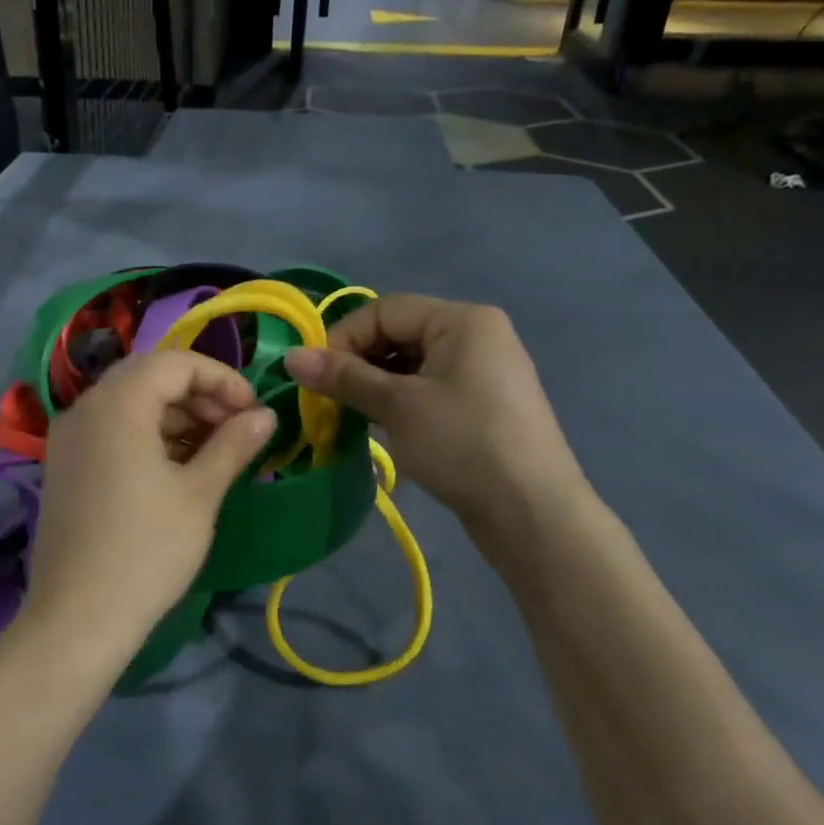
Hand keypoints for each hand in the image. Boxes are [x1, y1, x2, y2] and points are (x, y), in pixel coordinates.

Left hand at [22, 351, 276, 654]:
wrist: (76, 620)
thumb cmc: (147, 551)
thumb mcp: (200, 494)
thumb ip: (233, 444)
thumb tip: (266, 415)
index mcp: (117, 404)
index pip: (176, 363)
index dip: (221, 379)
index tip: (253, 411)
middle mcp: (85, 408)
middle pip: (149, 377)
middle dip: (199, 394)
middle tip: (236, 427)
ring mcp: (69, 438)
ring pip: (130, 403)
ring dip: (175, 415)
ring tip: (214, 449)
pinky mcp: (64, 466)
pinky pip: (111, 429)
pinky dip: (147, 434)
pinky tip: (177, 467)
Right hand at [284, 294, 584, 521]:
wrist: (533, 514)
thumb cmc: (463, 445)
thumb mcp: (397, 406)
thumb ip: (343, 377)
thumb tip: (290, 357)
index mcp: (463, 320)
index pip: (386, 310)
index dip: (343, 337)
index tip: (313, 375)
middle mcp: (477, 336)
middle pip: (399, 334)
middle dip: (358, 363)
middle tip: (326, 398)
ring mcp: (483, 373)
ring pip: (412, 366)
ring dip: (375, 386)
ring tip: (348, 415)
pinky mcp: (483, 407)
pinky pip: (429, 390)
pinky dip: (399, 403)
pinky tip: (379, 427)